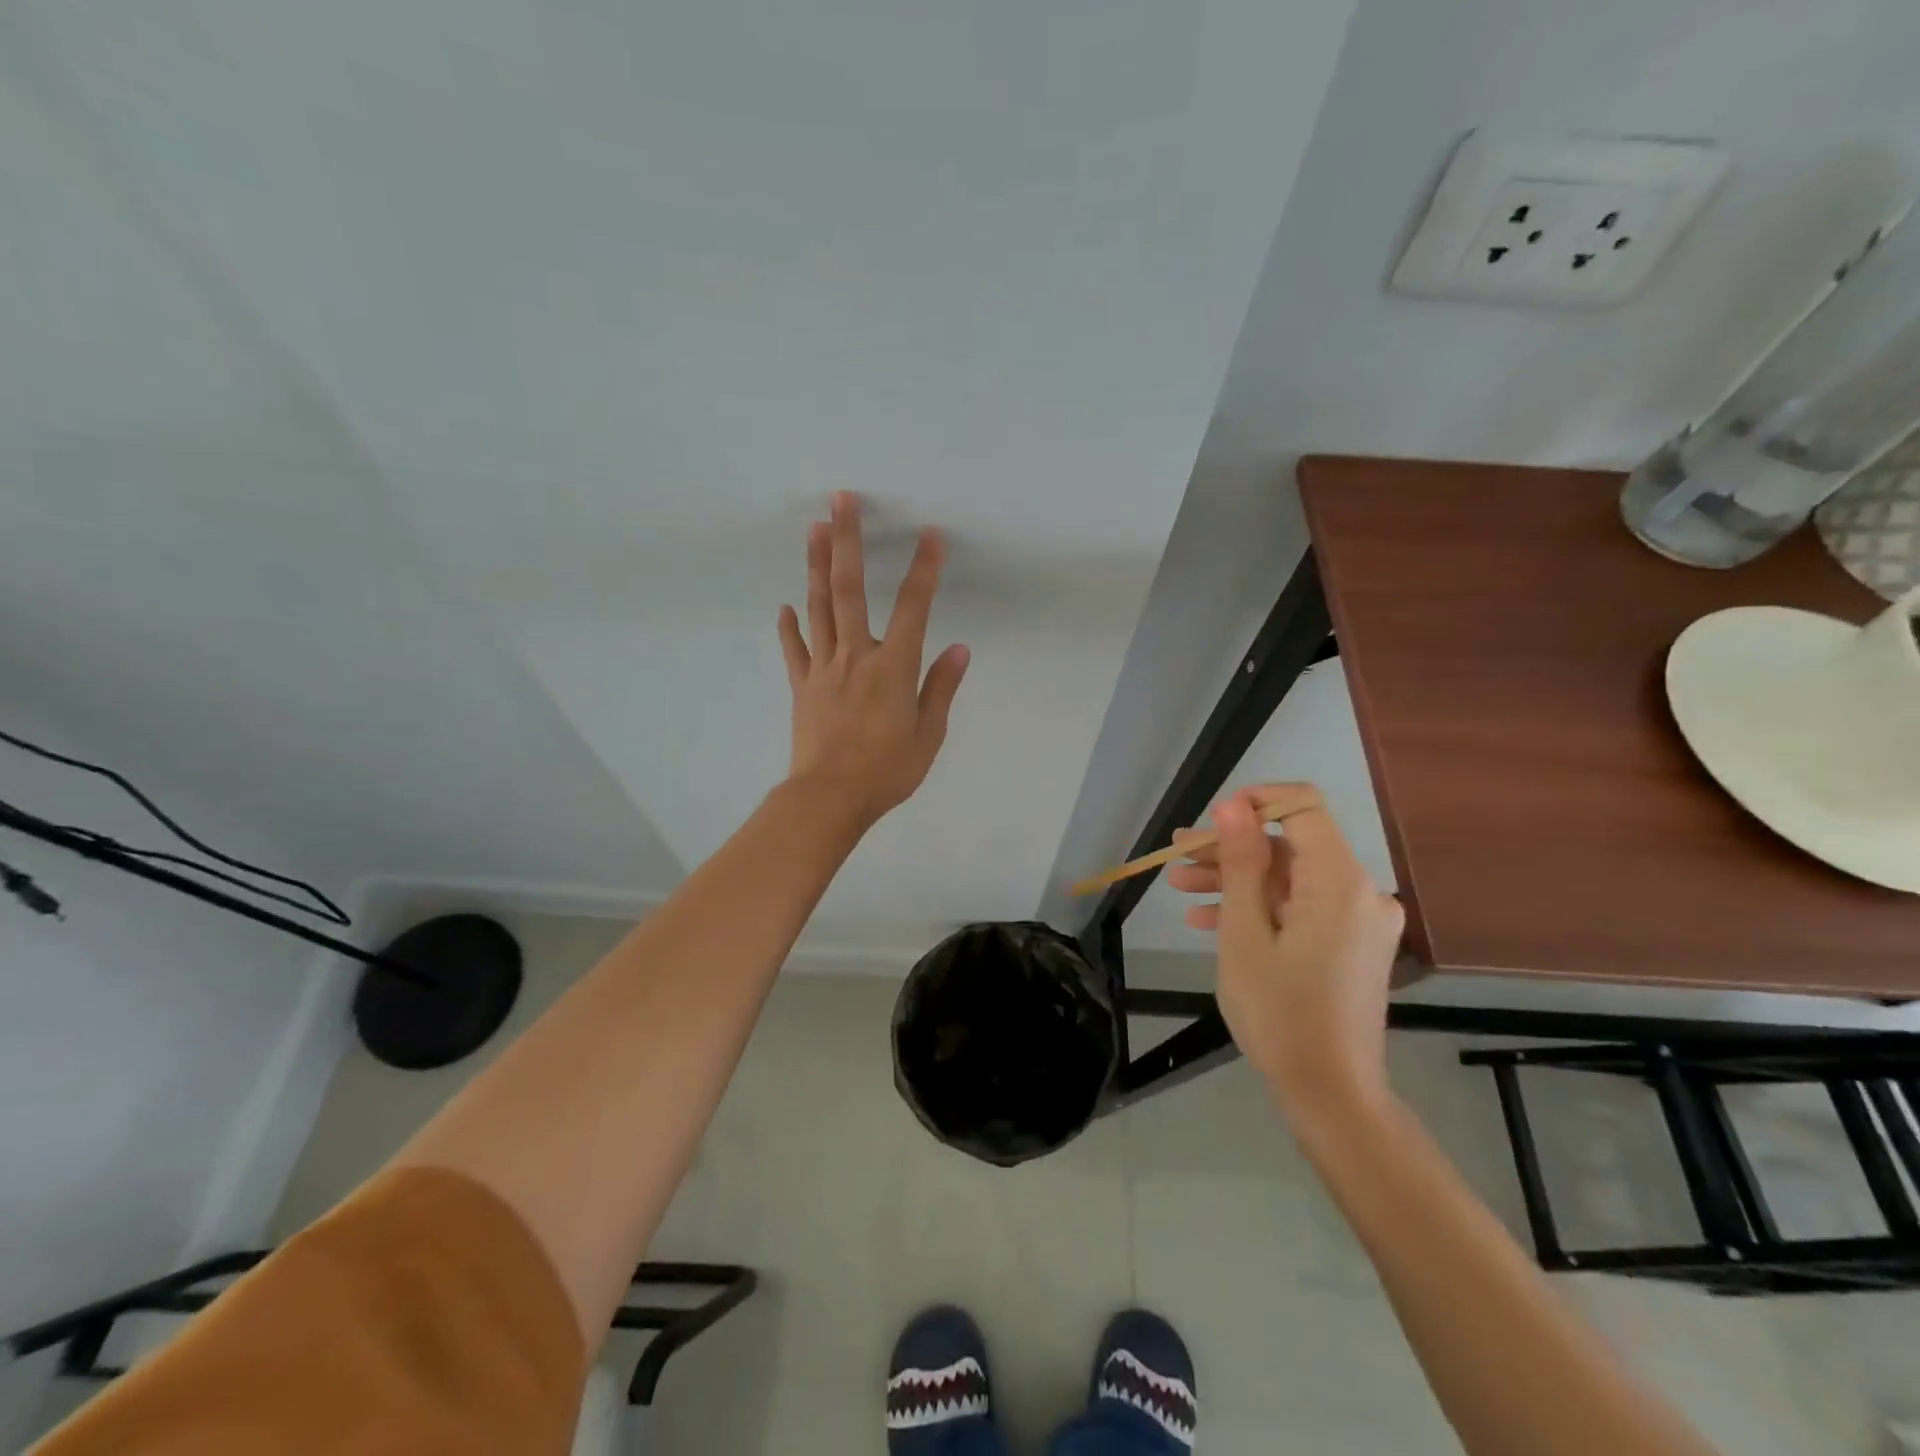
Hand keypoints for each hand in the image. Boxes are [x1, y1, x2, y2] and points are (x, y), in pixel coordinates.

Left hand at [776, 493, 969, 826]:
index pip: (914, 607)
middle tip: (840, 500)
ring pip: (819, 608)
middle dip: (847, 540)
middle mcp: (857, 656)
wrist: (829, 798)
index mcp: (894, 667)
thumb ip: (941, 688)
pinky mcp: (802, 686)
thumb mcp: (928, 735)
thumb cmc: (886, 771)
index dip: (924, 569)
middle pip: (849, 589)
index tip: (931, 535)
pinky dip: (789, 626)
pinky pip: (794, 649)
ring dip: (816, 566)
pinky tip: (785, 606)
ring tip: (814, 528)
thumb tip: (960, 649)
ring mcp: (823, 668)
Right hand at [1167, 784, 1404, 1114]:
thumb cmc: (1280, 1013)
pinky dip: (1261, 908)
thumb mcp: (1244, 933)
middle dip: (1231, 848)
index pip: (1303, 806)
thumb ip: (1240, 862)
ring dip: (1237, 880)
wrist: (1331, 1095)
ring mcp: (1359, 921)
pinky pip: (1303, 909)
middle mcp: (1361, 892)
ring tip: (1180, 888)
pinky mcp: (1352, 945)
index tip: (1209, 823)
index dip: (1255, 802)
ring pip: (1291, 879)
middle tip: (1177, 857)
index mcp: (1339, 882)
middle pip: (1291, 846)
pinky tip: (1210, 921)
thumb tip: (1233, 805)